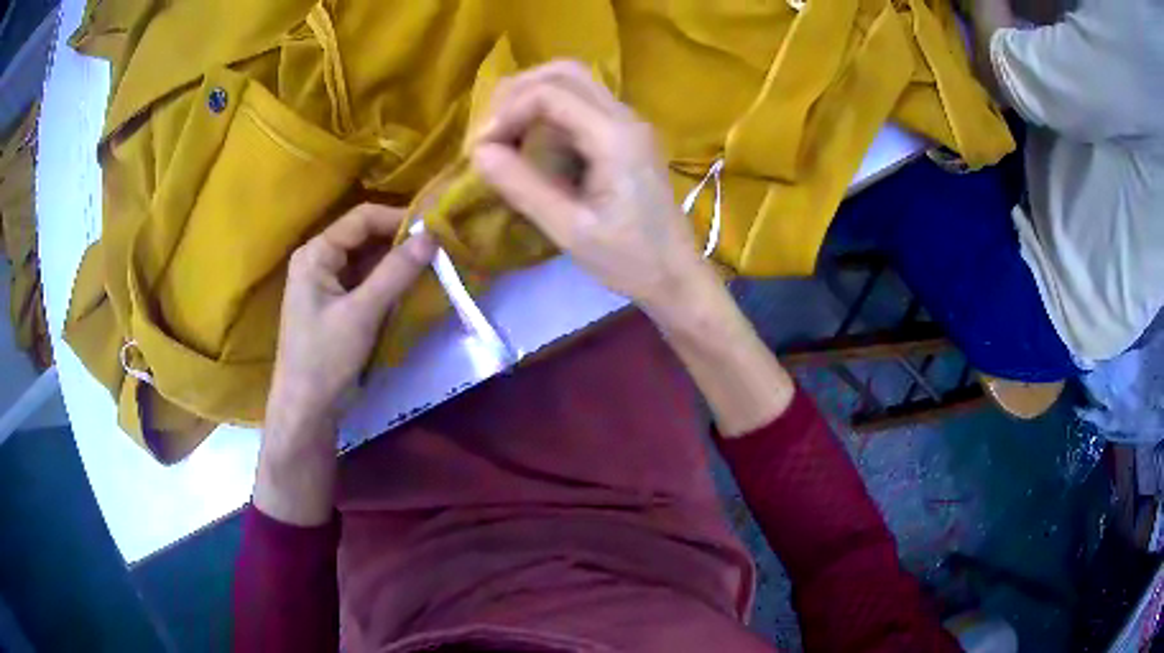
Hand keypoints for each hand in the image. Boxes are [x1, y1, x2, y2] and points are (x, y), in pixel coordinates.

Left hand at [267, 203, 435, 431]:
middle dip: (400, 242)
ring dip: (396, 263)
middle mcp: (318, 260)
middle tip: (438, 250)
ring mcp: (326, 284)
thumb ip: (396, 272)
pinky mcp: (335, 305)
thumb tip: (432, 235)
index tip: (435, 230)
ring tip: (431, 267)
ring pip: (367, 260)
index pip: (362, 218)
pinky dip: (388, 283)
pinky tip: (411, 288)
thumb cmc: (326, 359)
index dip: (398, 219)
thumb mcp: (362, 313)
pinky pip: (365, 282)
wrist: (306, 411)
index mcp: (315, 253)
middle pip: (364, 237)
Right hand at [470, 61, 715, 322]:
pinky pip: (582, 104)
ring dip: (533, 98)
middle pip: (564, 73)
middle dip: (518, 91)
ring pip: (574, 83)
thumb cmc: (630, 260)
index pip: (550, 93)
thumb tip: (478, 152)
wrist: (676, 275)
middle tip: (490, 129)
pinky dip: (549, 112)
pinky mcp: (626, 136)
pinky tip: (533, 143)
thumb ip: (523, 187)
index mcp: (615, 137)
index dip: (507, 112)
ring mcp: (629, 124)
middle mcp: (625, 118)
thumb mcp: (570, 230)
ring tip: (505, 133)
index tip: (481, 148)